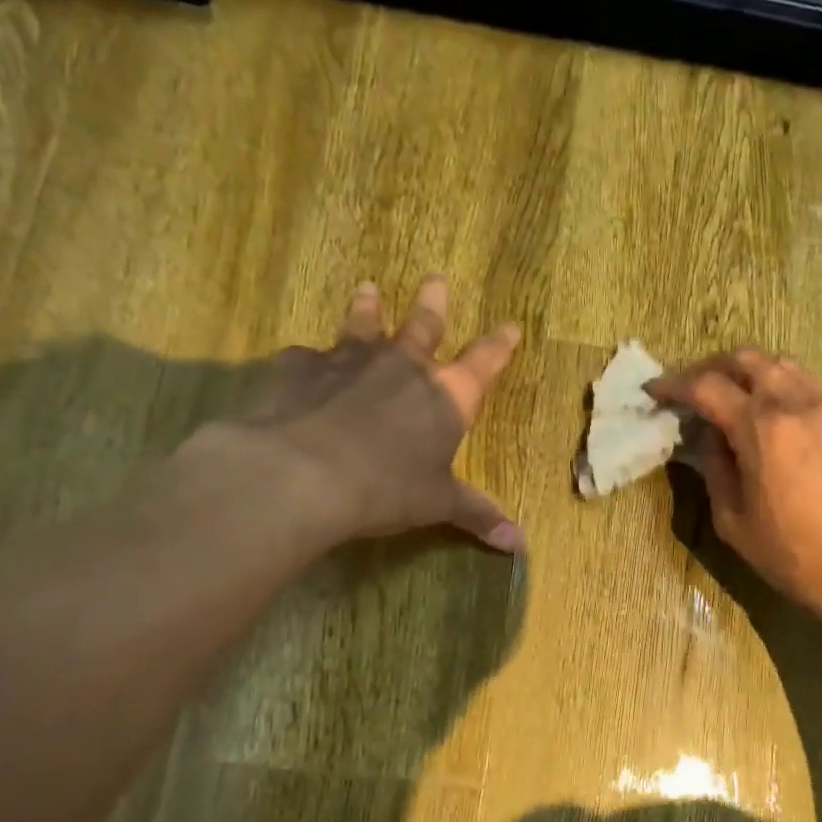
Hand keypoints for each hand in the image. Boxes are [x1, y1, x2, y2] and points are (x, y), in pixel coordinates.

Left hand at [224, 275, 524, 550]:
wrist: (305, 474)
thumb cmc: (388, 488)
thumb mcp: (438, 504)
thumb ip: (478, 515)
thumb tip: (520, 544)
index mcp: (446, 395)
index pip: (484, 362)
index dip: (500, 345)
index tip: (511, 326)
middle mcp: (403, 365)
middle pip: (424, 323)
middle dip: (434, 301)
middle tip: (436, 277)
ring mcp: (350, 360)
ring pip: (364, 324)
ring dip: (369, 307)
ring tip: (368, 288)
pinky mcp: (301, 367)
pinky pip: (307, 356)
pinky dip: (309, 360)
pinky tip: (302, 362)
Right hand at [649, 349, 821, 626]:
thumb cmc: (795, 554)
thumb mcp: (734, 520)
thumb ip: (714, 468)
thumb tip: (707, 437)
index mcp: (760, 427)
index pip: (707, 387)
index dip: (674, 386)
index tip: (653, 391)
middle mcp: (793, 403)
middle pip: (745, 359)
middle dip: (710, 368)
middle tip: (689, 392)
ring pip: (778, 364)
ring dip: (745, 370)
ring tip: (726, 397)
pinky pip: (802, 382)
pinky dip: (775, 383)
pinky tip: (764, 413)